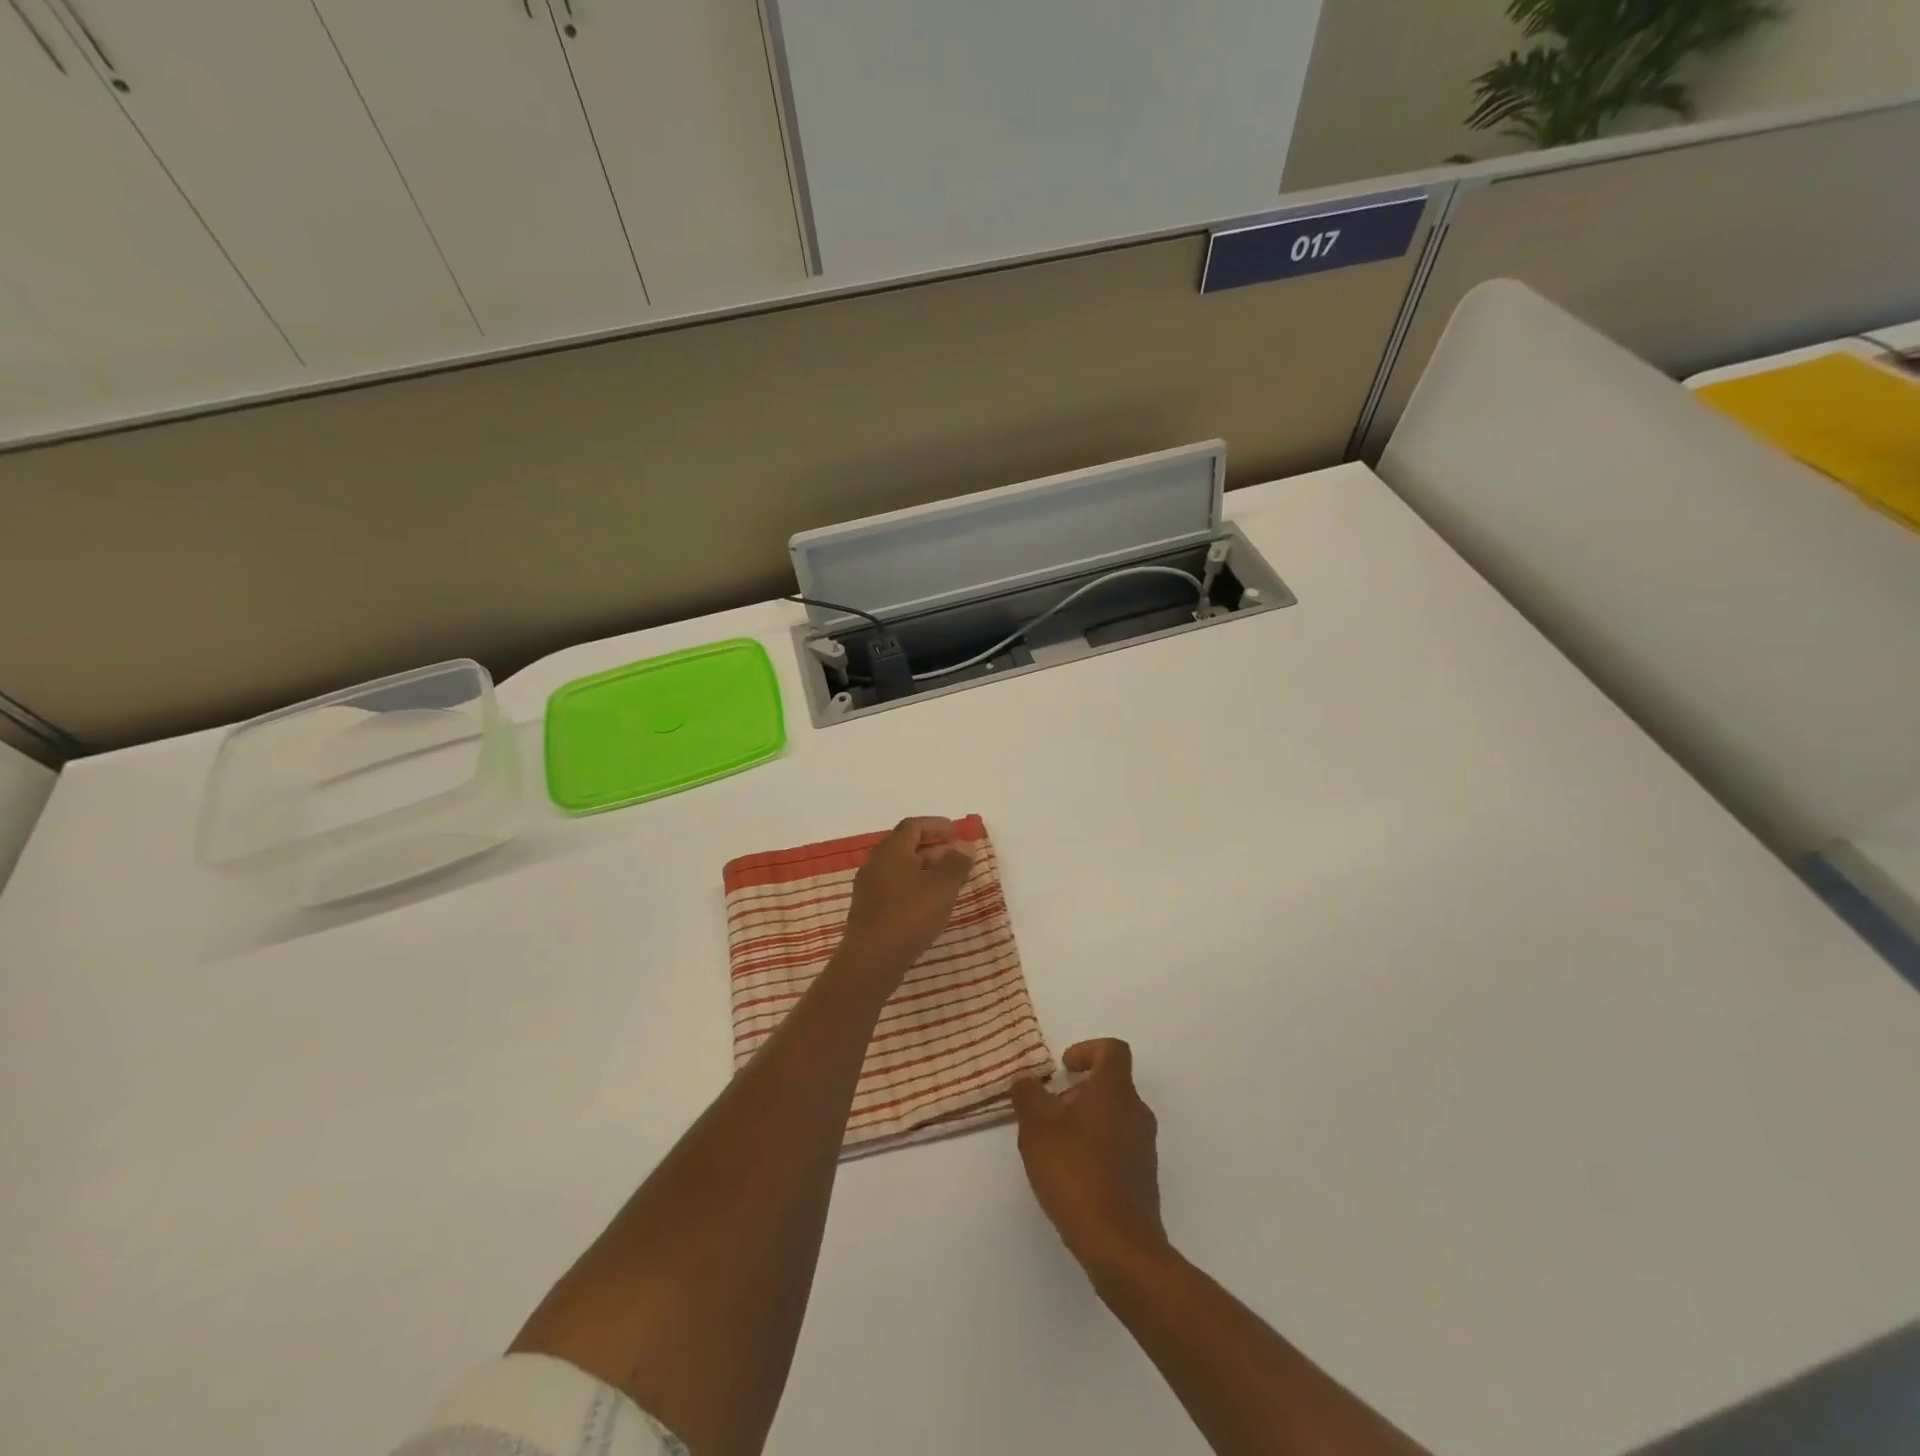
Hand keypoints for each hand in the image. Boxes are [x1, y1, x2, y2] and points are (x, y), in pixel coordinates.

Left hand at [834, 816, 973, 984]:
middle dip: (934, 849)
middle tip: (958, 859)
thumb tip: (964, 846)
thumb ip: (956, 864)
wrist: (871, 961)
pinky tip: (929, 905)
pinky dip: (914, 887)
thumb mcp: (941, 888)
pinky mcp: (869, 910)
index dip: (936, 826)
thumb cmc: (909, 916)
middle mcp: (876, 864)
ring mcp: (869, 888)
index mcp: (891, 851)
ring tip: (948, 883)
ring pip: (901, 869)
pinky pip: (895, 888)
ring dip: (925, 870)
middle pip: (906, 846)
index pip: (913, 826)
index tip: (957, 833)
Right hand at [1011, 1039, 1168, 1278]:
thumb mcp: (1037, 1127)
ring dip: (1085, 1121)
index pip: (1112, 1050)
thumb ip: (1028, 1095)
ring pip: (1113, 1116)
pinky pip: (1118, 1146)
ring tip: (1054, 1146)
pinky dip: (1095, 1148)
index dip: (1087, 1050)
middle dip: (1078, 1092)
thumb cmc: (1076, 1171)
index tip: (1064, 1068)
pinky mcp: (1143, 1178)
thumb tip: (1026, 1079)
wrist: (1119, 1245)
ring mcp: (1144, 1146)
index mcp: (1115, 1090)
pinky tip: (1071, 1175)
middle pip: (1110, 1084)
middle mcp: (1136, 1112)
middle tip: (1048, 1111)